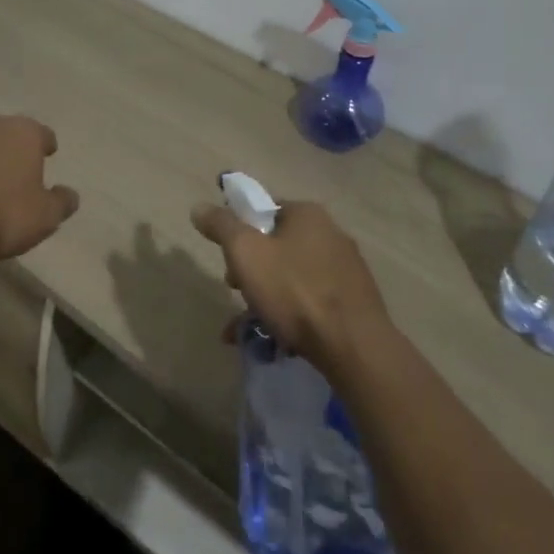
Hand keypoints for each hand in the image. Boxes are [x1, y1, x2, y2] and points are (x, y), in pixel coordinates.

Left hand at [0, 114, 79, 261]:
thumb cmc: (5, 213)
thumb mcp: (46, 216)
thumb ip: (62, 202)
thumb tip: (70, 195)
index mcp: (24, 132)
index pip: (42, 133)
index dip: (47, 145)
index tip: (49, 155)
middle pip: (9, 134)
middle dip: (15, 149)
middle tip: (20, 170)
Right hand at [190, 197, 391, 374]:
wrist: (353, 346)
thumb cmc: (294, 291)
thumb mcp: (245, 253)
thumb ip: (221, 226)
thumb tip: (199, 207)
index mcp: (307, 214)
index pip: (264, 210)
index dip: (239, 231)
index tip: (227, 259)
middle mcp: (331, 233)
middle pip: (277, 245)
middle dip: (251, 269)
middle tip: (236, 291)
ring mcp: (346, 269)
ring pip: (292, 276)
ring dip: (265, 297)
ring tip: (247, 326)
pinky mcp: (354, 301)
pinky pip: (310, 301)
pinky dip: (289, 315)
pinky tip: (273, 341)